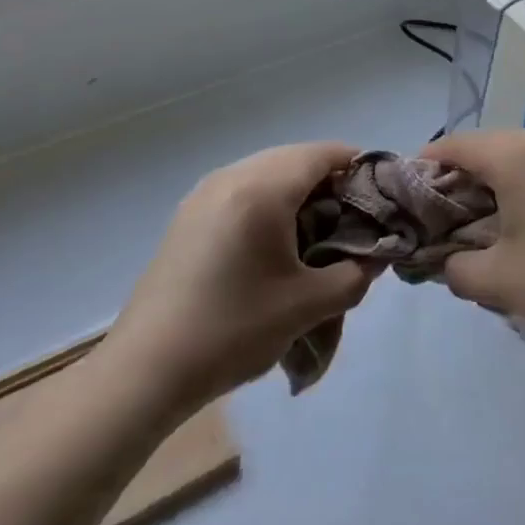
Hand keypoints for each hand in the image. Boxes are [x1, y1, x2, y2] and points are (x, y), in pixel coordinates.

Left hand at [108, 142, 375, 408]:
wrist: (145, 370)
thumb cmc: (232, 331)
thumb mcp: (307, 307)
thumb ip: (354, 276)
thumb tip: (375, 257)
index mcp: (262, 189)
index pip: (322, 154)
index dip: (357, 166)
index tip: (379, 196)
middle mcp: (232, 176)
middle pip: (295, 157)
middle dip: (328, 180)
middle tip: (350, 218)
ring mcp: (204, 192)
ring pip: (267, 170)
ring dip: (297, 189)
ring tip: (315, 231)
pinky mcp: (189, 213)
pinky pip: (242, 187)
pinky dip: (268, 200)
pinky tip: (274, 241)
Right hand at [428, 130, 524, 367]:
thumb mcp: (498, 282)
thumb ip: (456, 267)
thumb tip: (446, 261)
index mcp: (520, 156)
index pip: (459, 145)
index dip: (428, 162)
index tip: (410, 187)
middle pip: (493, 145)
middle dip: (465, 172)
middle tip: (446, 208)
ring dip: (501, 177)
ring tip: (489, 215)